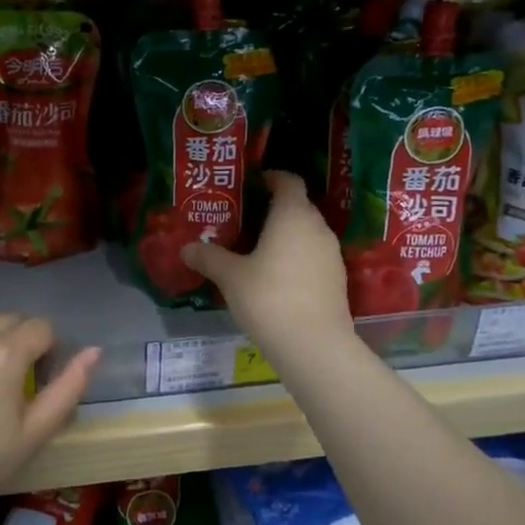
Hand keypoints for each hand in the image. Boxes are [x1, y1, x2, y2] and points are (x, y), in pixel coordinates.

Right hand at [182, 171, 355, 363]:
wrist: (314, 346)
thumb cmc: (268, 298)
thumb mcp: (231, 277)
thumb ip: (209, 257)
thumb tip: (186, 248)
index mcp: (293, 215)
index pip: (289, 181)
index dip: (272, 178)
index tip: (252, 184)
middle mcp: (317, 227)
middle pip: (298, 206)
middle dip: (274, 209)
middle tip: (245, 220)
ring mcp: (332, 254)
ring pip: (307, 233)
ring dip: (286, 235)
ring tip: (258, 249)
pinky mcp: (337, 279)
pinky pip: (314, 256)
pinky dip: (297, 257)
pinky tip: (277, 277)